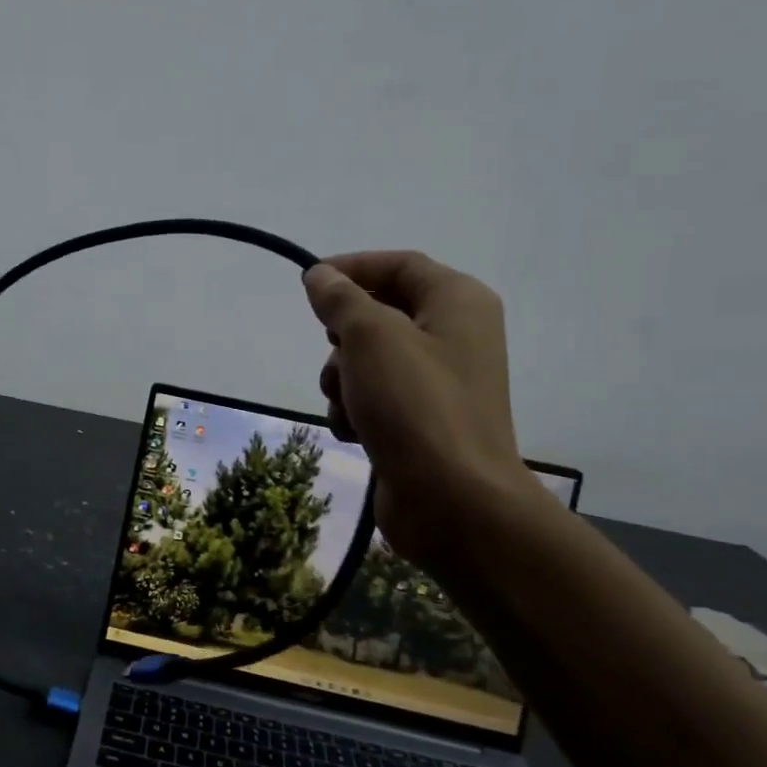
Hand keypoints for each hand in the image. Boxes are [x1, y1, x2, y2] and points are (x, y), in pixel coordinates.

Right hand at [302, 251, 532, 564]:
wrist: (452, 501)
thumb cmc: (414, 404)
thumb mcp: (370, 336)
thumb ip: (341, 298)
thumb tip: (321, 275)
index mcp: (457, 302)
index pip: (399, 264)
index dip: (351, 267)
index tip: (309, 284)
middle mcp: (454, 336)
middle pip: (381, 313)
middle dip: (344, 336)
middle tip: (334, 351)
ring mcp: (438, 383)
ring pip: (370, 360)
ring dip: (343, 378)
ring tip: (347, 404)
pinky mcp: (421, 422)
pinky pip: (376, 398)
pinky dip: (356, 410)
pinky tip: (355, 432)